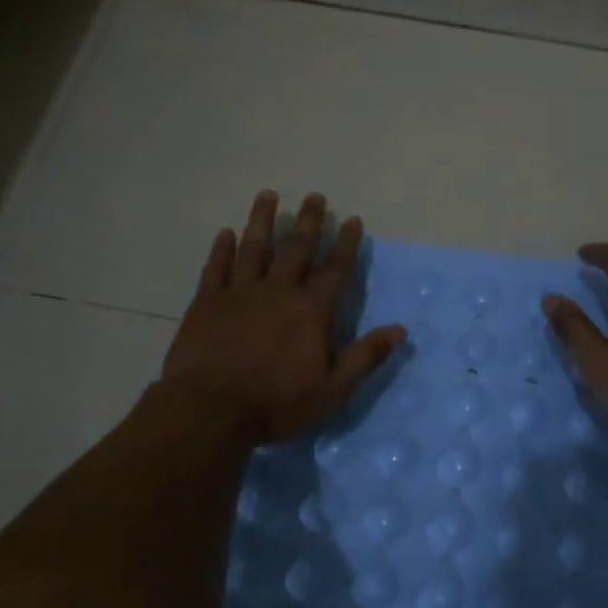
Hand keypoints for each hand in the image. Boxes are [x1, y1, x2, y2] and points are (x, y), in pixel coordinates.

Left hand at [160, 192, 406, 444]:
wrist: (210, 411)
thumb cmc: (277, 403)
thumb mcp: (333, 389)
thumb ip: (365, 357)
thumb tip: (400, 330)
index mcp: (311, 310)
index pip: (336, 269)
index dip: (346, 243)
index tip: (352, 219)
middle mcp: (278, 291)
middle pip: (296, 248)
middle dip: (309, 222)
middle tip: (315, 196)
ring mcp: (239, 293)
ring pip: (254, 248)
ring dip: (262, 220)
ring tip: (268, 195)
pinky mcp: (206, 303)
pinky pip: (216, 268)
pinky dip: (221, 249)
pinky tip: (225, 233)